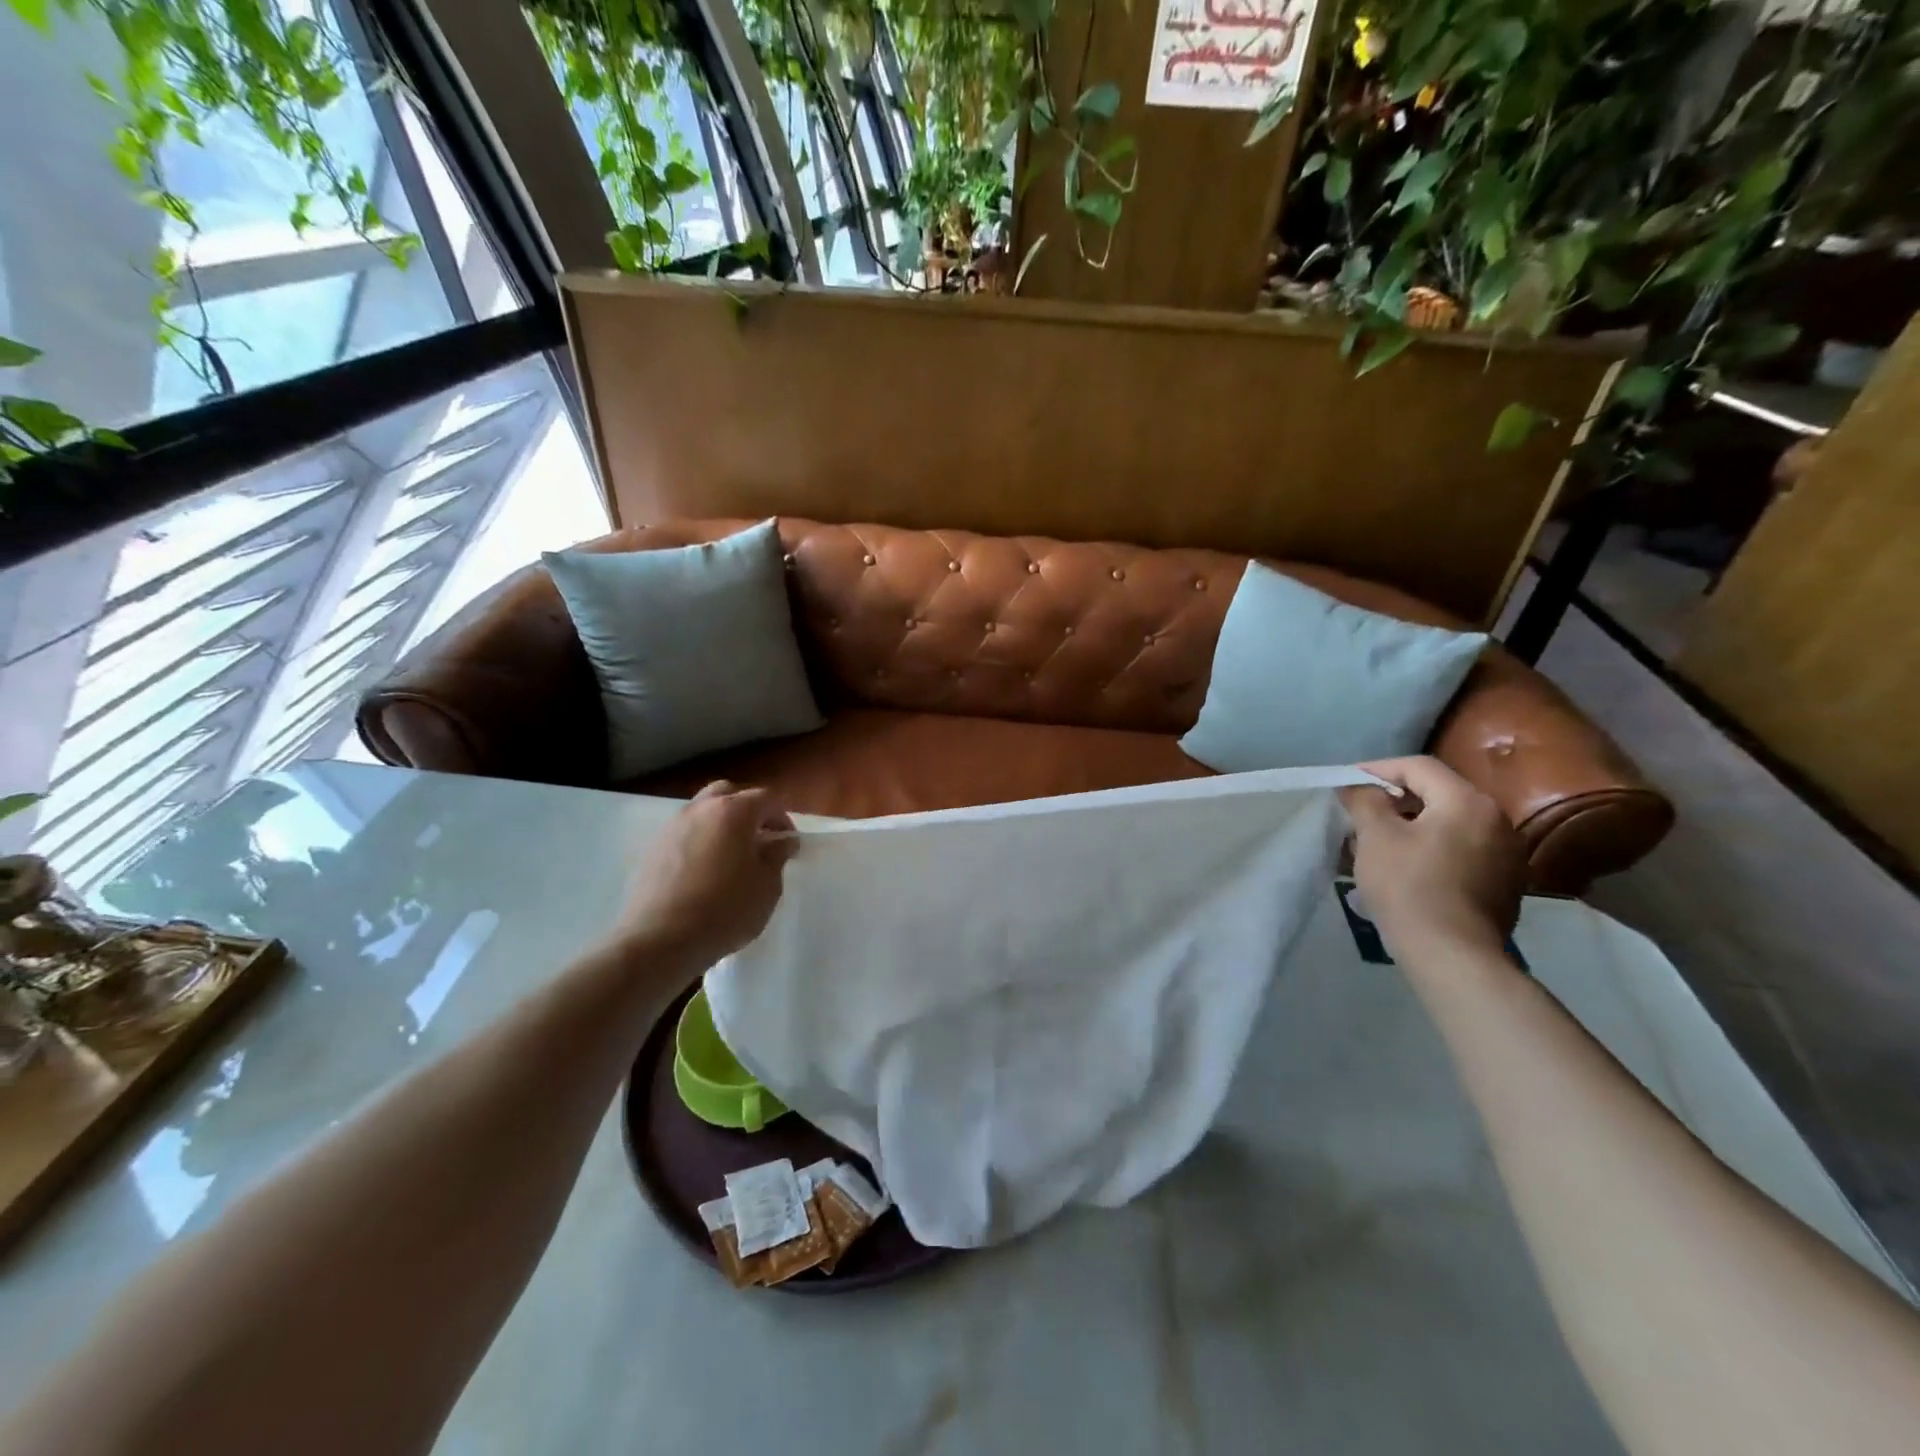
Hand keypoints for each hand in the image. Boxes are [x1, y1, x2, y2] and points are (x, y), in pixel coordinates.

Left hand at [609, 781, 797, 970]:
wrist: (660, 940)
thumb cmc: (725, 910)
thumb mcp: (767, 886)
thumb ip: (777, 856)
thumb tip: (782, 841)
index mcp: (734, 811)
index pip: (766, 799)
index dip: (783, 817)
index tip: (788, 843)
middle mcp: (701, 809)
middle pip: (729, 793)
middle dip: (748, 810)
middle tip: (759, 839)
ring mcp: (672, 827)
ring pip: (703, 811)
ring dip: (721, 824)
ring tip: (731, 857)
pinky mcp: (652, 849)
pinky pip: (684, 833)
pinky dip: (699, 841)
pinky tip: (705, 872)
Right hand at [1338, 756, 1525, 961]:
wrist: (1452, 954)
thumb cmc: (1409, 885)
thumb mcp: (1375, 836)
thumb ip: (1365, 801)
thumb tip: (1357, 786)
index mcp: (1468, 801)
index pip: (1419, 767)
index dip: (1378, 769)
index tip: (1348, 782)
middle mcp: (1497, 819)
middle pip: (1438, 793)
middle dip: (1396, 799)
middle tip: (1360, 811)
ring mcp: (1508, 853)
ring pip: (1450, 823)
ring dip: (1413, 825)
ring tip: (1379, 841)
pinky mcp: (1505, 883)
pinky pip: (1462, 850)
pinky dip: (1433, 848)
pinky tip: (1408, 867)